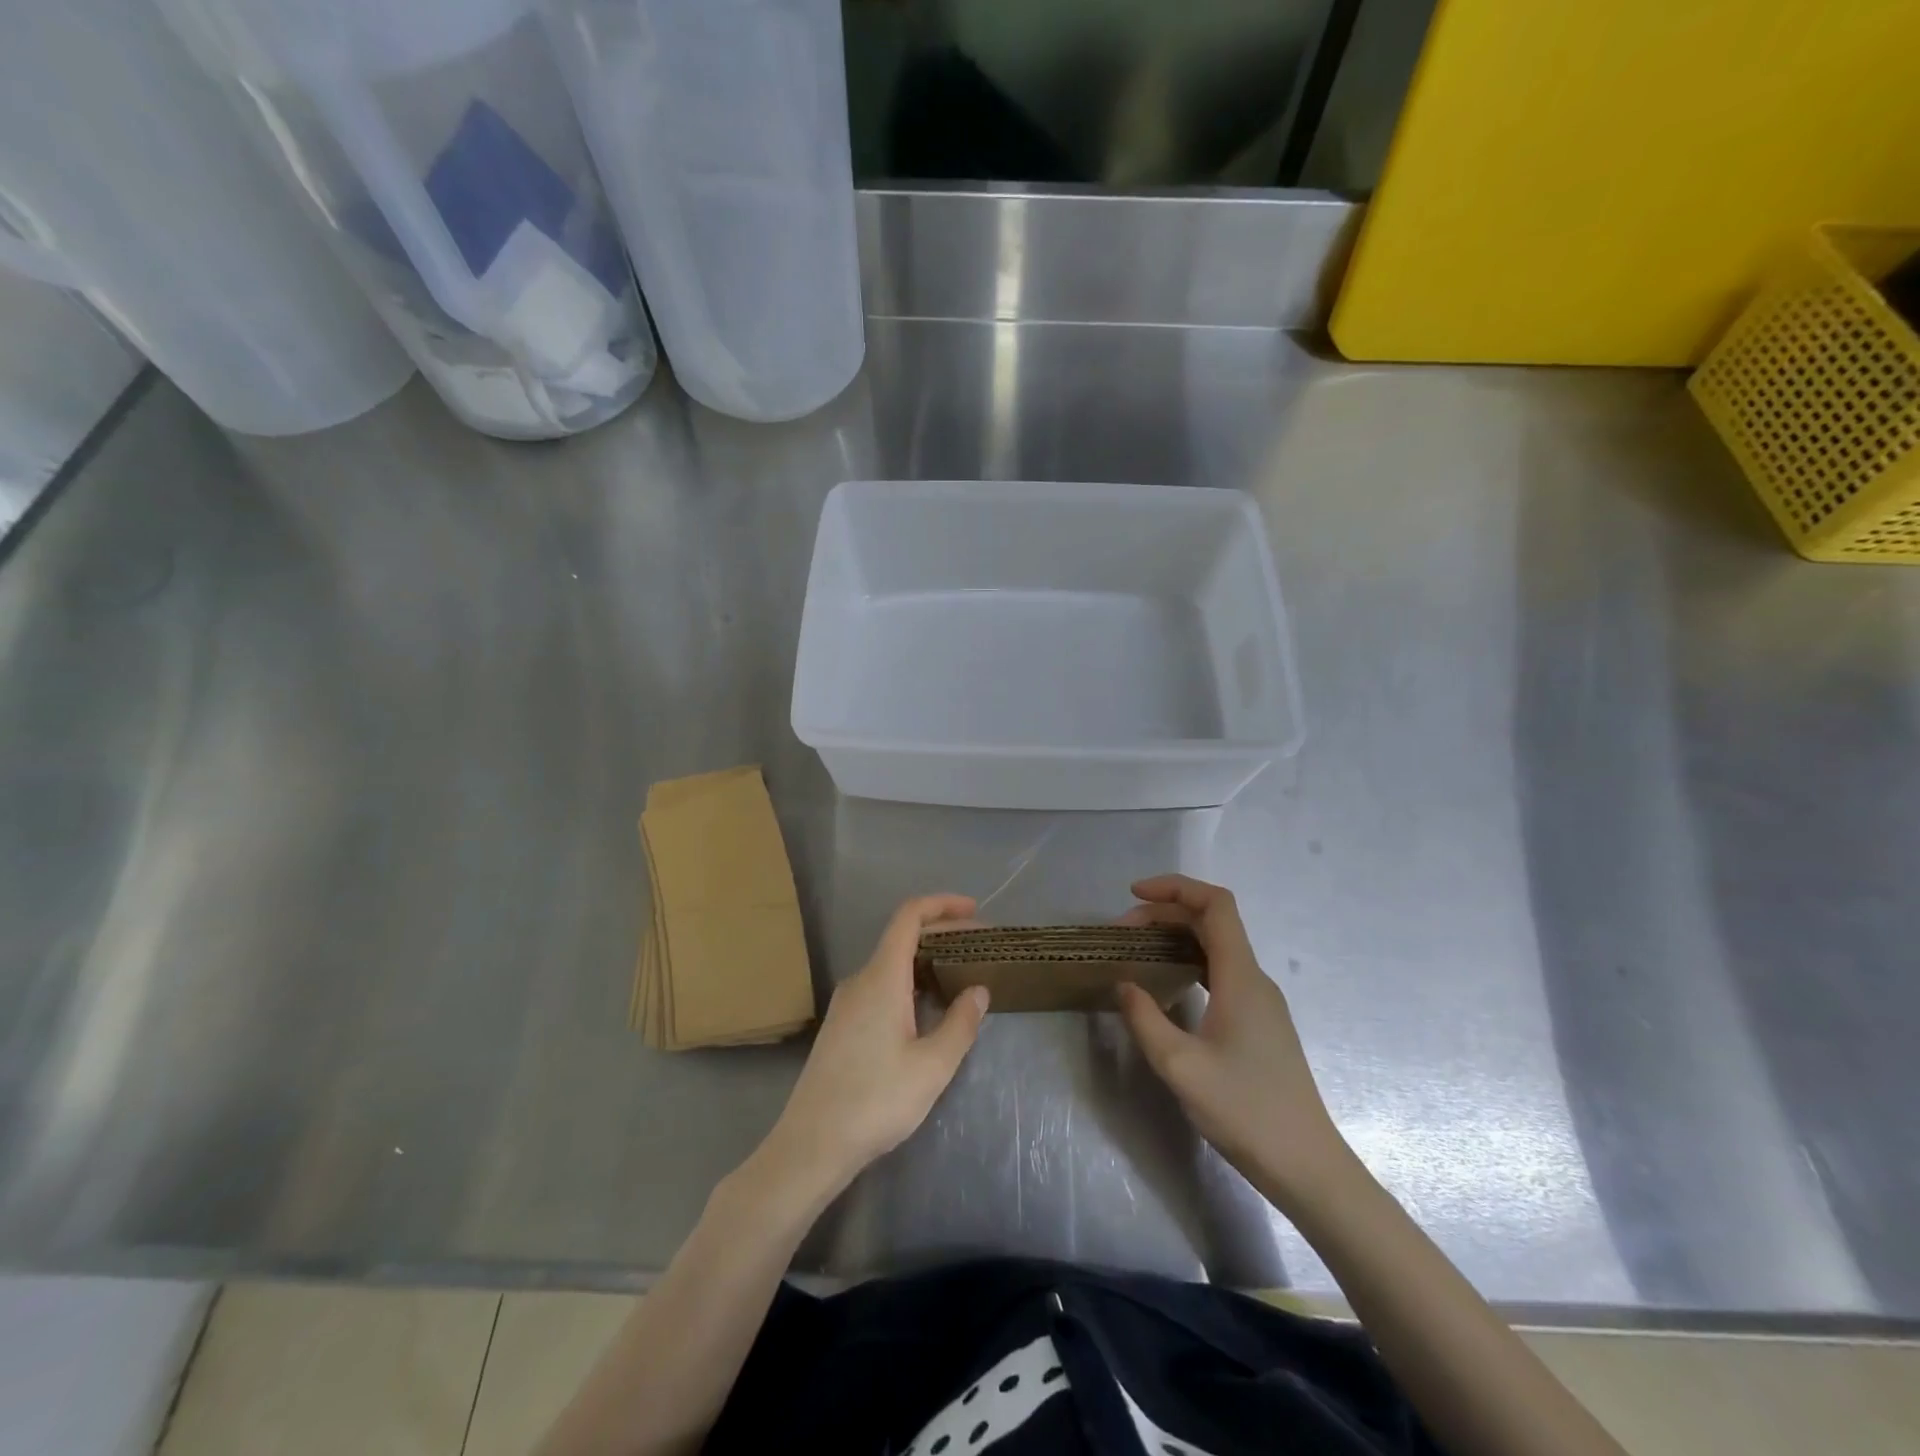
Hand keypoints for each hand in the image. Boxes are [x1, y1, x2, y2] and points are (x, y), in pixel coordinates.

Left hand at [761, 894, 988, 1200]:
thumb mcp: (932, 1066)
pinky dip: (909, 982)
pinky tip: (927, 1009)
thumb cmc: (876, 1101)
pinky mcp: (841, 1025)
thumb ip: (960, 1024)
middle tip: (979, 947)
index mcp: (882, 978)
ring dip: (926, 960)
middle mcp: (860, 980)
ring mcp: (846, 1003)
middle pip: (901, 938)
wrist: (811, 1144)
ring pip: (891, 964)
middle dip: (942, 934)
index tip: (974, 910)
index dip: (941, 904)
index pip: (909, 917)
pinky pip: (880, 986)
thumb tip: (978, 991)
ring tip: (960, 975)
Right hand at [1117, 874, 1349, 1201]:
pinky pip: (1221, 972)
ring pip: (1217, 947)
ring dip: (1176, 937)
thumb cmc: (1245, 1111)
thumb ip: (1145, 1018)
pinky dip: (1189, 963)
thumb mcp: (1180, 1066)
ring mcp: (1260, 1001)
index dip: (1175, 887)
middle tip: (1122, 933)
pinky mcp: (1259, 1023)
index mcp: (1241, 977)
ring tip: (1137, 952)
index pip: (1215, 905)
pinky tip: (1166, 985)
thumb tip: (1124, 984)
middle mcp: (1255, 979)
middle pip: (1212, 922)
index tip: (1134, 895)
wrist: (1306, 1166)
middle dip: (1165, 913)